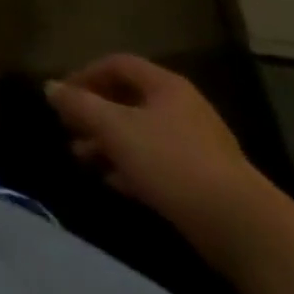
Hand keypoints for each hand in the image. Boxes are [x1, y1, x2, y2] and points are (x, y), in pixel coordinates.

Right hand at [46, 54, 268, 240]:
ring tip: (83, 160)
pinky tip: (113, 183)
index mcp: (165, 86)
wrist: (243, 229)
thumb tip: (50, 87)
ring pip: (139, 134)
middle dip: (93, 114)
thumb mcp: (115, 129)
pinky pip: (156, 163)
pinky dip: (130, 167)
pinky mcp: (202, 181)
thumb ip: (79, 105)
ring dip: (107, 143)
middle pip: (127, 99)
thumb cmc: (172, 163)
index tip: (62, 98)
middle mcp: (182, 108)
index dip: (84, 74)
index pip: (117, 64)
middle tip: (68, 132)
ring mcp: (195, 146)